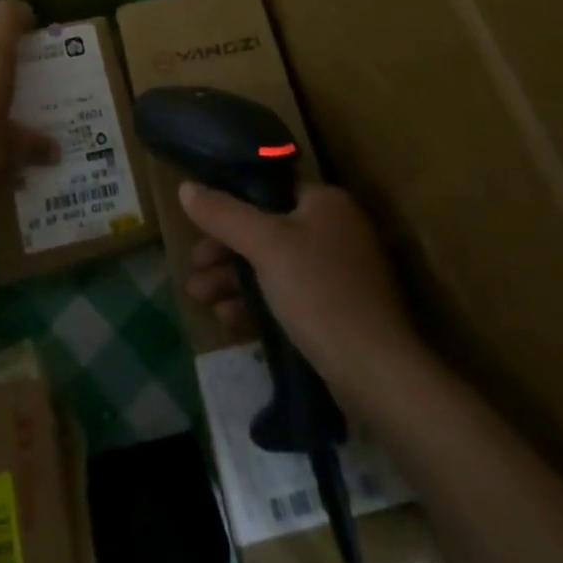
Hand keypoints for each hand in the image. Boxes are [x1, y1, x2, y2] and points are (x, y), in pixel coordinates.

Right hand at [179, 181, 418, 385]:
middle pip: (265, 230)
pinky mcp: (335, 313)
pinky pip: (285, 296)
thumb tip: (185, 187)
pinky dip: (256, 304)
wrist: (377, 375)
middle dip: (224, 251)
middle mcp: (334, 231)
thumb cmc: (320, 292)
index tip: (200, 221)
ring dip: (232, 280)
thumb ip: (223, 214)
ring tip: (198, 296)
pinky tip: (226, 320)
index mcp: (326, 203)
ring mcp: (337, 274)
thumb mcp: (265, 246)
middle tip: (193, 266)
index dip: (230, 202)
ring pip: (272, 266)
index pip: (269, 188)